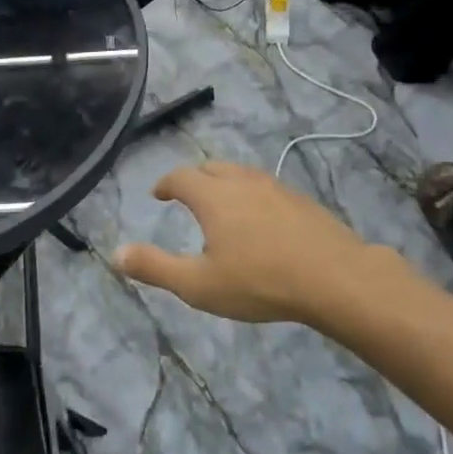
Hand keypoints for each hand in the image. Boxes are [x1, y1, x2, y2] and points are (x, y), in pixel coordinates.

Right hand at [114, 161, 408, 325]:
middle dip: (195, 179)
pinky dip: (253, 196)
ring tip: (222, 205)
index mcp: (213, 196)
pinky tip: (262, 221)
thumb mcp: (198, 285)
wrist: (336, 279)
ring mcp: (276, 189)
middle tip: (187, 196)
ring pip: (242, 175)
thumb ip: (155, 267)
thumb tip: (115, 253)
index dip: (166, 184)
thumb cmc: (260, 282)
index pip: (181, 177)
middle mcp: (243, 182)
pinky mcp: (302, 202)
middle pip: (212, 168)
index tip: (159, 194)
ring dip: (225, 184)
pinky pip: (267, 188)